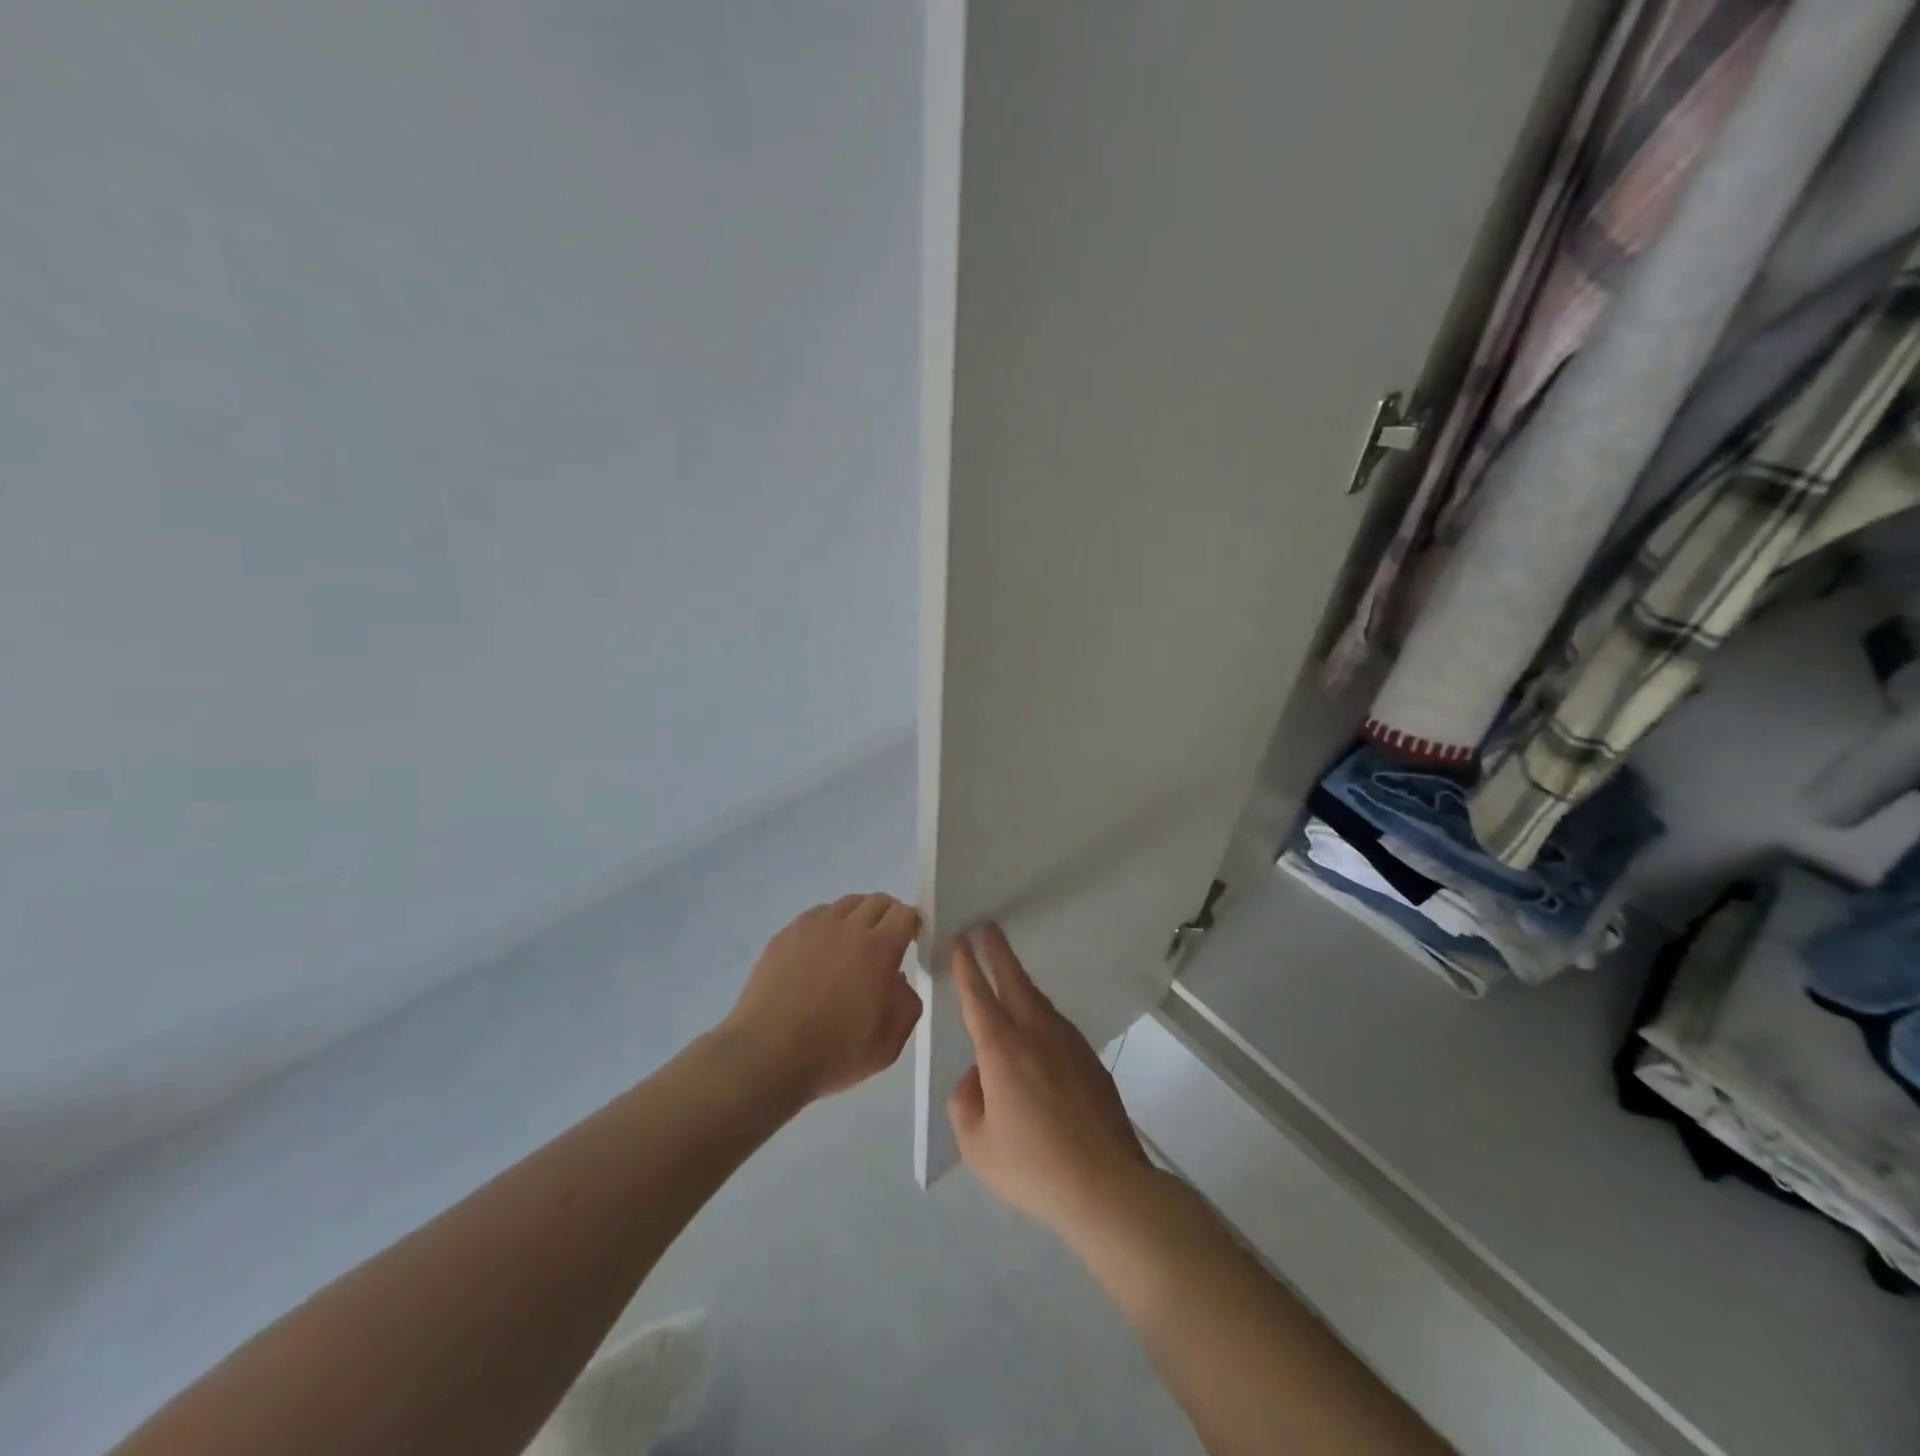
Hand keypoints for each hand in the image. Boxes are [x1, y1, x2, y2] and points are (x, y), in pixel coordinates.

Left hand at [720, 893, 923, 1103]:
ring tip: (852, 946)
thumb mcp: (887, 1045)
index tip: (910, 943)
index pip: (905, 914)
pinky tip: (821, 953)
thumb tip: (899, 981)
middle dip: (888, 916)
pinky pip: (816, 915)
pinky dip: (828, 925)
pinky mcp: (785, 934)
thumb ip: (906, 1006)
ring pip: (846, 904)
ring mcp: (812, 928)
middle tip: (885, 943)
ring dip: (858, 917)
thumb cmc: (832, 1054)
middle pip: (877, 901)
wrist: (765, 1056)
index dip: (912, 925)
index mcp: (878, 950)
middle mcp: (847, 928)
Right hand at [946, 924, 1151, 1238]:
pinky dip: (1040, 1010)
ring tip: (1007, 970)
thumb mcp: (977, 1145)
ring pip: (1038, 999)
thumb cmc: (1033, 1167)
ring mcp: (1068, 1044)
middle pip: (1013, 980)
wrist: (1106, 1186)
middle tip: (986, 926)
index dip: (967, 967)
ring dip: (1020, 979)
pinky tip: (1037, 1025)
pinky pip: (1057, 1024)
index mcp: (1002, 1049)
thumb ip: (966, 1104)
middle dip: (997, 951)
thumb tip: (976, 1080)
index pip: (979, 996)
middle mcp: (1036, 1034)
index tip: (961, 941)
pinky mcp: (1090, 1060)